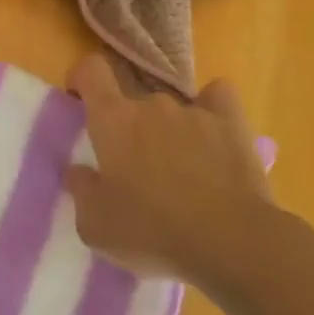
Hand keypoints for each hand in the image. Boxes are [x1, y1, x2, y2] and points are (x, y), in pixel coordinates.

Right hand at [64, 56, 277, 287]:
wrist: (231, 244)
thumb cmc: (152, 232)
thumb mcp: (95, 225)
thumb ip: (81, 189)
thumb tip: (80, 171)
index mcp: (113, 119)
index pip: (91, 70)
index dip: (83, 79)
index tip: (81, 101)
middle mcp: (151, 104)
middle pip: (133, 97)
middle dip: (130, 123)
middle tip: (135, 163)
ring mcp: (194, 112)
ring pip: (172, 108)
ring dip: (168, 129)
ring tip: (180, 168)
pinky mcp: (232, 125)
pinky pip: (218, 99)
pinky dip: (212, 109)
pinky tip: (213, 133)